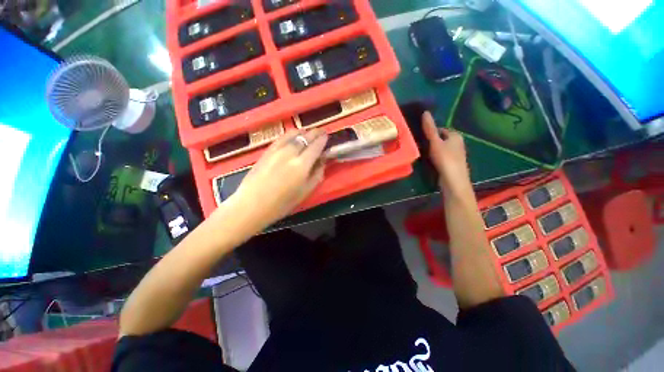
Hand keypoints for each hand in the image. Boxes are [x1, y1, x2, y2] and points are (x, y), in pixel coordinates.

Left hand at [222, 129, 327, 228]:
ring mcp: (277, 150)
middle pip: (305, 137)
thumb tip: (322, 161)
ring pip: (293, 134)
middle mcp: (290, 153)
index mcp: (302, 165)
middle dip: (315, 133)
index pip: (316, 146)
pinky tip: (293, 137)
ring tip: (308, 134)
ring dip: (303, 132)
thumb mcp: (305, 191)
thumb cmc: (282, 203)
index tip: (327, 135)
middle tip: (321, 132)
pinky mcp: (267, 150)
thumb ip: (317, 174)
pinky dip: (290, 134)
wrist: (252, 204)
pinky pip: (282, 137)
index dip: (323, 139)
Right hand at [422, 111, 471, 195]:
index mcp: (455, 136)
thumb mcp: (435, 142)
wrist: (453, 179)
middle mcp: (458, 143)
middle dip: (432, 141)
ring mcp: (456, 154)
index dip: (431, 131)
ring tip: (422, 152)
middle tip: (419, 144)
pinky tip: (429, 161)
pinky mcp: (452, 163)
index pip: (441, 129)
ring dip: (433, 149)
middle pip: (442, 139)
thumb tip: (425, 112)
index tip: (420, 135)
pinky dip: (436, 157)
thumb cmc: (445, 158)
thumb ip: (430, 129)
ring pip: (442, 148)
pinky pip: (442, 156)